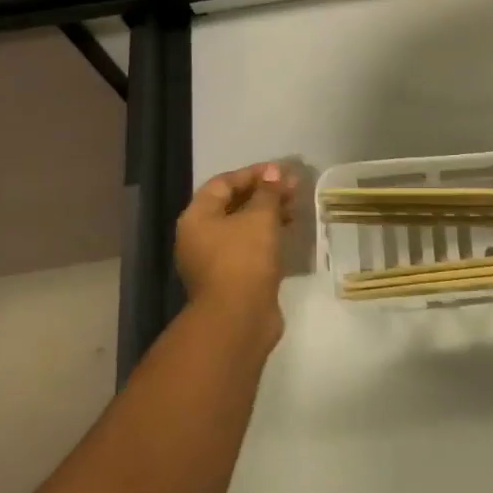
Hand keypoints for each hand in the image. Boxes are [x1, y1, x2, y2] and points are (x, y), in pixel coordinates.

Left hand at [175, 163, 296, 345]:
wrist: (239, 320)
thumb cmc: (244, 259)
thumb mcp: (260, 217)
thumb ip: (268, 192)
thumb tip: (275, 171)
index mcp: (197, 217)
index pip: (223, 183)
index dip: (253, 174)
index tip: (280, 171)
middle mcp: (200, 237)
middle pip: (233, 205)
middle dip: (264, 194)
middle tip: (293, 188)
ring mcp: (214, 261)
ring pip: (243, 228)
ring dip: (268, 215)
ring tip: (296, 208)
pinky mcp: (231, 279)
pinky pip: (249, 248)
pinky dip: (267, 237)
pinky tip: (289, 232)